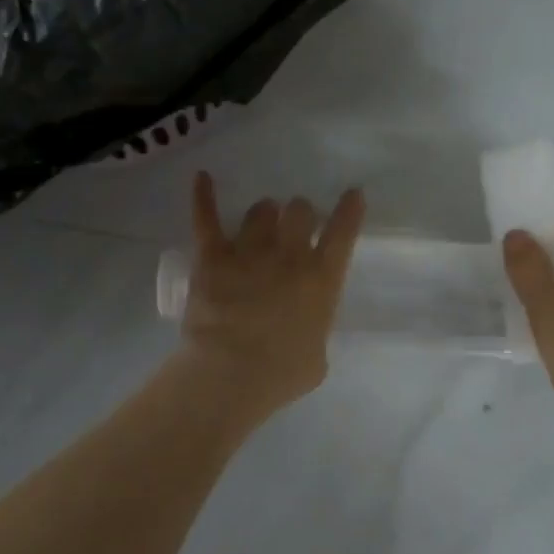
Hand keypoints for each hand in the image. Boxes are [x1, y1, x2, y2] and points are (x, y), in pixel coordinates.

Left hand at [177, 172, 365, 417]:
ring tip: (259, 223)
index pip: (342, 233)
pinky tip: (202, 178)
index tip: (351, 194)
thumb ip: (314, 330)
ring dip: (263, 215)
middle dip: (299, 214)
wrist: (230, 374)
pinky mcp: (212, 257)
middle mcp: (289, 256)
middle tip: (294, 226)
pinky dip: (203, 196)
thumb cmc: (280, 375)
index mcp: (321, 279)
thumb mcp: (316, 358)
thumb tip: (304, 325)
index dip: (348, 210)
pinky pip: (207, 218)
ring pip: (260, 211)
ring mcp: (249, 251)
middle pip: (300, 210)